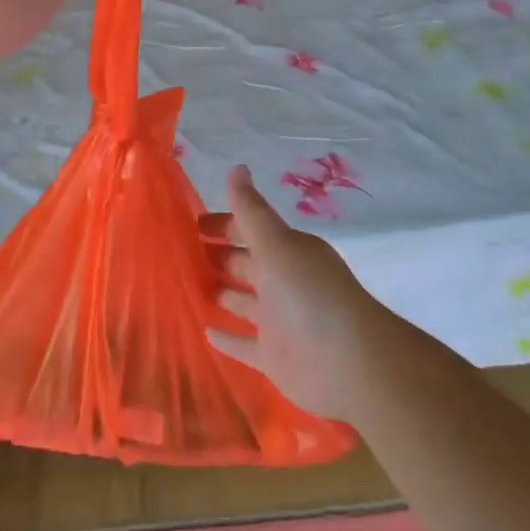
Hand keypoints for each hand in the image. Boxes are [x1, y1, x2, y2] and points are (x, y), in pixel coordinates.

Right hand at [200, 165, 398, 421]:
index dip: (223, 224)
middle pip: (245, 264)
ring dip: (220, 293)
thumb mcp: (277, 244)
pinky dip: (227, 338)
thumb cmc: (310, 295)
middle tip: (179, 252)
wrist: (350, 364)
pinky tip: (204, 331)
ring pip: (242, 302)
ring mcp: (278, 321)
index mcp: (286, 252)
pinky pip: (244, 344)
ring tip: (183, 286)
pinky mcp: (274, 357)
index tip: (190, 223)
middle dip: (218, 256)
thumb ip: (251, 211)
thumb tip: (237, 166)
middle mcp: (282, 283)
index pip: (249, 230)